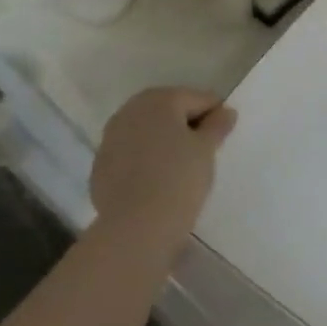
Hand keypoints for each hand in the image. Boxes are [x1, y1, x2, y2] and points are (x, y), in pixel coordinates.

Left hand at [90, 87, 236, 237]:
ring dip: (163, 141)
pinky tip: (155, 181)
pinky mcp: (101, 164)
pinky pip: (130, 153)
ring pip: (146, 131)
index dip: (215, 115)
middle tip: (203, 152)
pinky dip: (144, 160)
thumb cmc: (179, 179)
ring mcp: (111, 137)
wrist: (136, 226)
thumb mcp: (206, 150)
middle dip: (186, 125)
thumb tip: (225, 110)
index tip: (224, 137)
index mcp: (160, 99)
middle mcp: (131, 109)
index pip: (198, 99)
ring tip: (180, 167)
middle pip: (168, 110)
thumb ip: (217, 125)